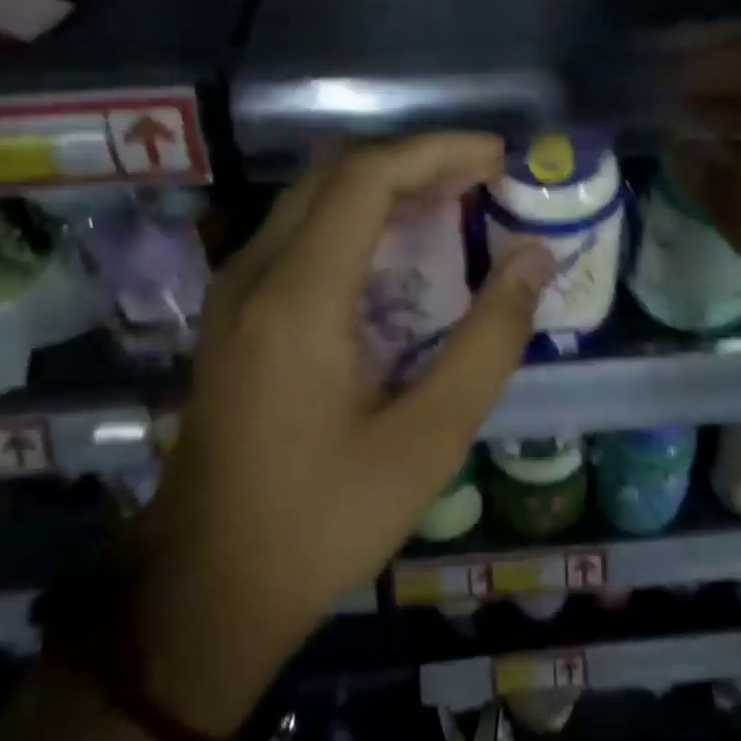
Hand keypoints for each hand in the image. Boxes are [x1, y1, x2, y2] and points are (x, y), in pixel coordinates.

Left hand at [132, 134, 553, 735]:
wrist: (206, 588)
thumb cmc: (322, 521)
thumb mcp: (427, 441)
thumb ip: (488, 342)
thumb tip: (535, 258)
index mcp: (298, 298)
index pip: (367, 177)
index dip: (438, 152)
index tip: (499, 159)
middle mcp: (255, 273)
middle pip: (338, 173)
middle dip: (417, 162)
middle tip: (486, 181)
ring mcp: (234, 290)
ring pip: (313, 196)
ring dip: (387, 186)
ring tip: (457, 204)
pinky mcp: (233, 311)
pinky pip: (298, 231)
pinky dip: (357, 218)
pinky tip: (401, 249)